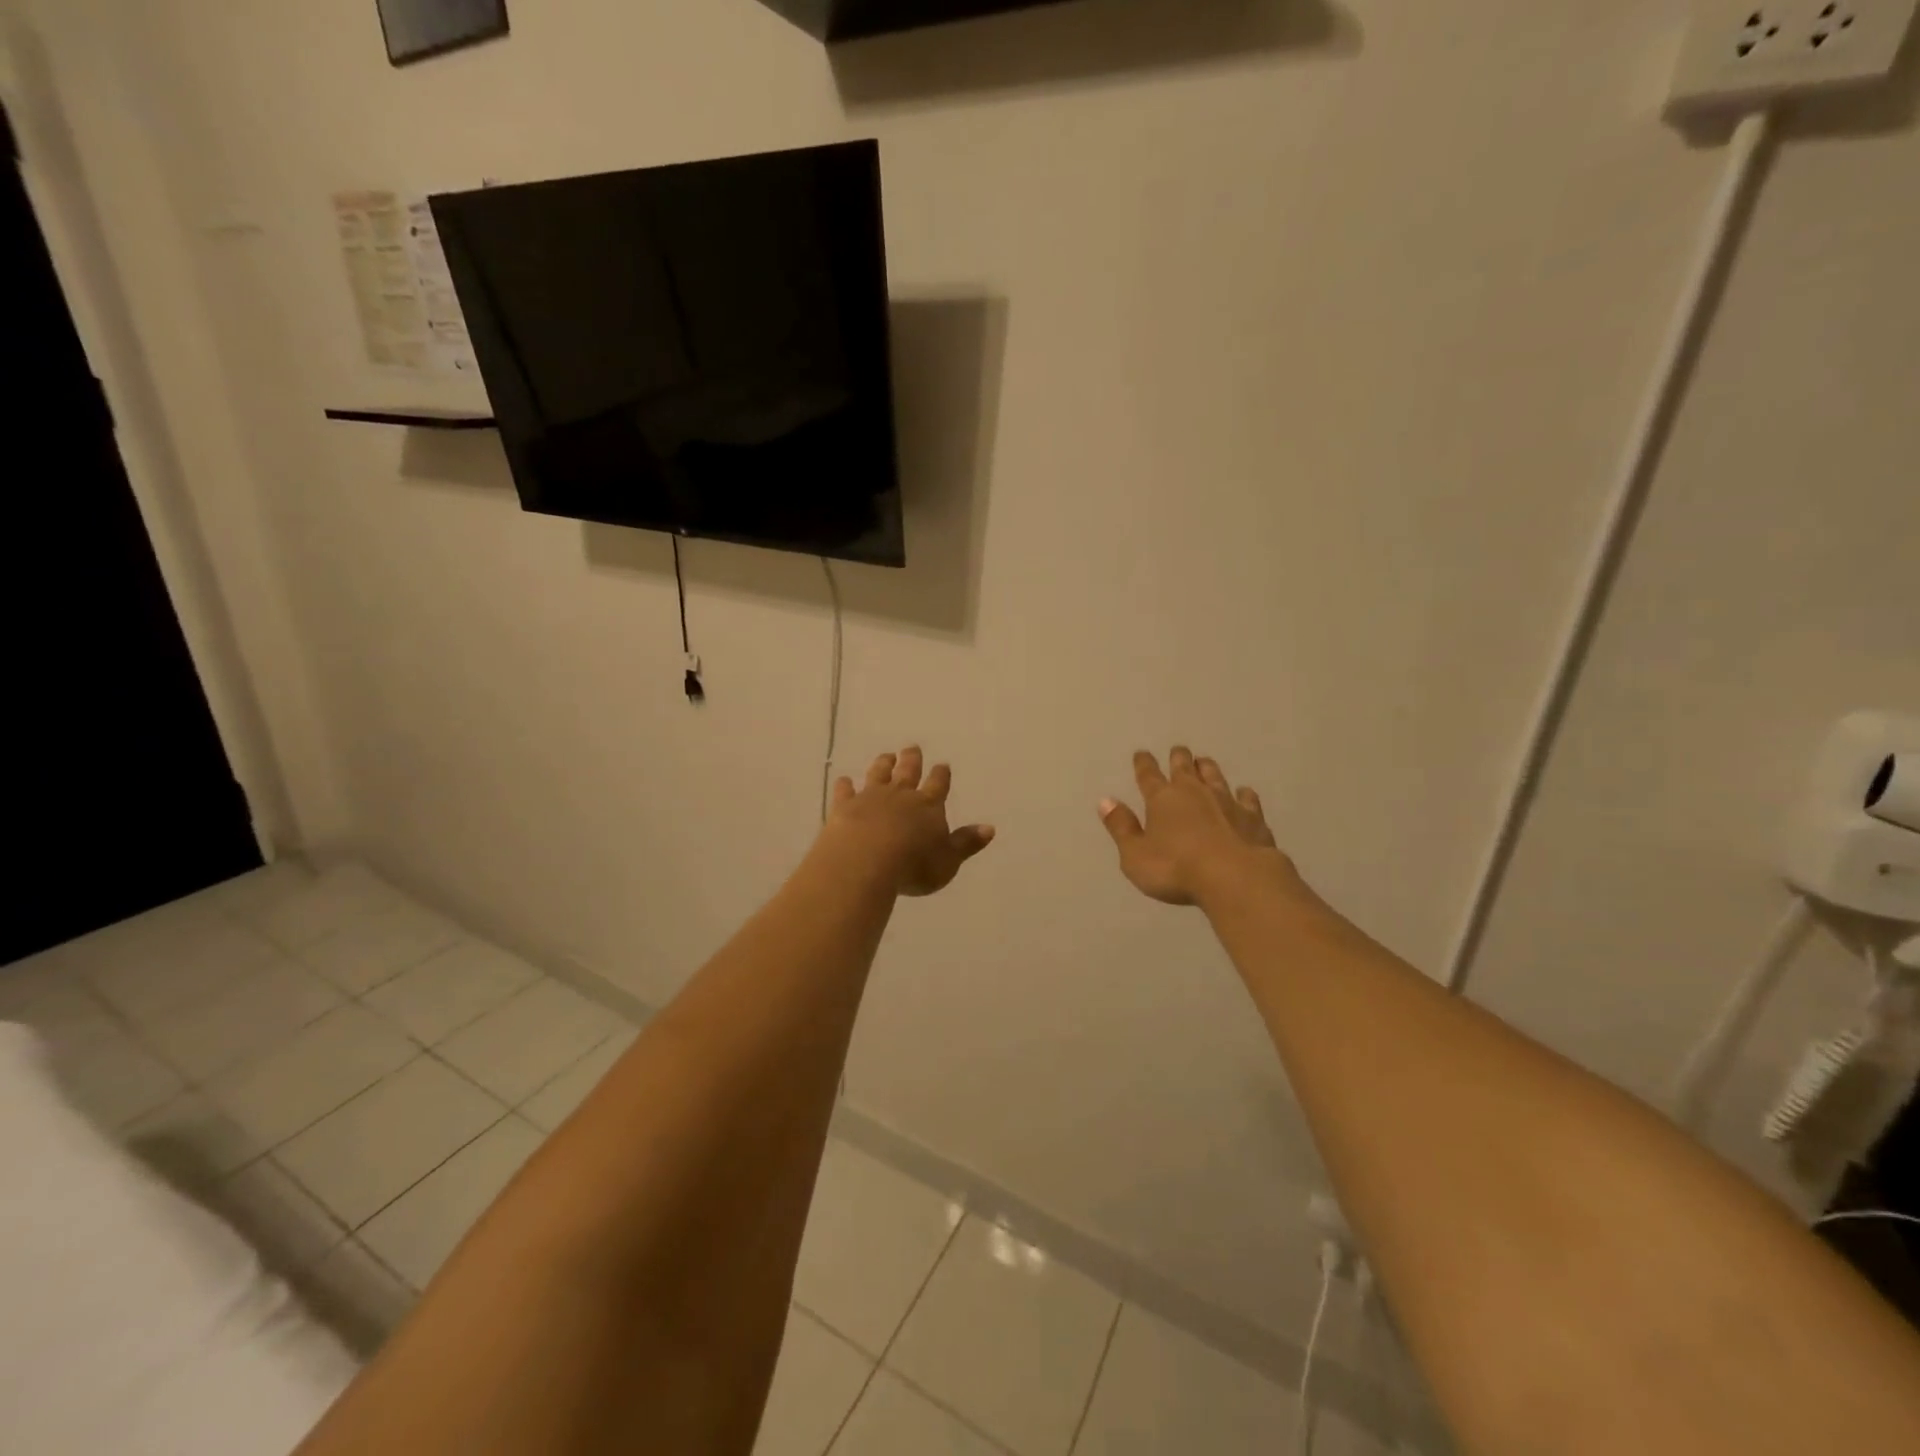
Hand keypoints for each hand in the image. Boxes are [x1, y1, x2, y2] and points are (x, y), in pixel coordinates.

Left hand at [822, 747, 994, 897]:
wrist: (866, 861)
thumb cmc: (913, 865)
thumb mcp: (948, 861)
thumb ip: (966, 843)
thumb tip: (989, 828)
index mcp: (929, 806)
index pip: (938, 785)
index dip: (941, 775)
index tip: (942, 764)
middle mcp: (901, 795)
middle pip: (908, 772)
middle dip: (911, 760)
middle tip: (912, 748)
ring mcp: (871, 798)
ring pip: (878, 774)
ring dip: (883, 764)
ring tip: (886, 756)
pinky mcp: (845, 807)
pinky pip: (845, 791)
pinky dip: (845, 785)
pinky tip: (843, 780)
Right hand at [1099, 747, 1298, 906]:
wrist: (1236, 878)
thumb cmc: (1176, 869)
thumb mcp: (1135, 856)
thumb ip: (1121, 828)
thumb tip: (1105, 801)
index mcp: (1162, 799)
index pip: (1148, 775)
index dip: (1143, 764)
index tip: (1142, 753)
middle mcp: (1194, 792)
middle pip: (1184, 767)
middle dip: (1179, 758)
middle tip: (1178, 750)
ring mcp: (1226, 802)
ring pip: (1215, 776)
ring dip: (1207, 768)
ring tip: (1204, 761)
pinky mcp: (1252, 817)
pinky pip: (1247, 799)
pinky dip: (1243, 794)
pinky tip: (1244, 792)